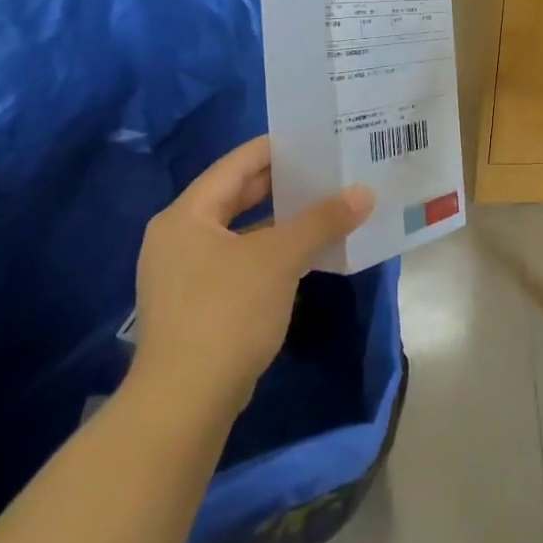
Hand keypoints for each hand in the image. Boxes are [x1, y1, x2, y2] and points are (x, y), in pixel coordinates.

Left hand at [126, 136, 373, 414]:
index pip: (236, 164)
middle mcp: (178, 237)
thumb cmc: (227, 312)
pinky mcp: (196, 306)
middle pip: (236, 196)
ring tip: (325, 208)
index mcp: (186, 214)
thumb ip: (321, 221)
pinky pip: (239, 263)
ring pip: (240, 232)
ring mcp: (184, 274)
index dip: (277, 149)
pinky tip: (306, 256)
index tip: (317, 140)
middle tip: (328, 172)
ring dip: (281, 222)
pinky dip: (270, 254)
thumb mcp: (279, 259)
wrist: (184, 403)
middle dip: (283, 186)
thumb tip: (364, 192)